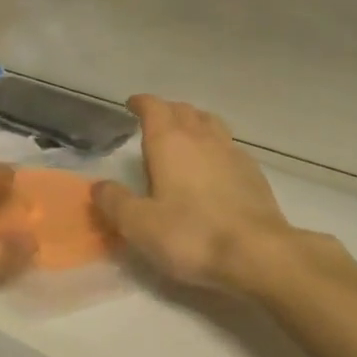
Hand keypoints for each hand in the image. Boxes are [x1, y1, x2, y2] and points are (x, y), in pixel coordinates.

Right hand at [92, 95, 356, 295]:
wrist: (258, 253)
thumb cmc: (191, 235)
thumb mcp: (139, 225)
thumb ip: (114, 202)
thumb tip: (98, 186)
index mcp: (169, 142)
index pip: (153, 107)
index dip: (141, 103)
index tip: (131, 105)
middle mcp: (201, 137)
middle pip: (183, 109)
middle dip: (166, 111)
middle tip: (153, 122)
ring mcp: (232, 152)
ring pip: (210, 122)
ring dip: (194, 122)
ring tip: (185, 136)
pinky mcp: (253, 173)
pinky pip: (229, 145)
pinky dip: (215, 145)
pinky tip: (214, 166)